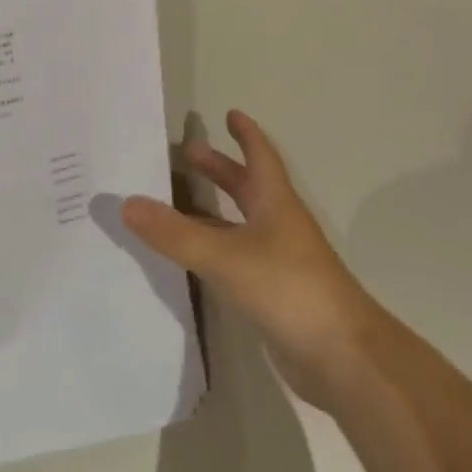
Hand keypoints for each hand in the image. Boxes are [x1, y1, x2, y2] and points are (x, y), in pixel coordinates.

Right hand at [123, 111, 370, 410]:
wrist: (344, 358)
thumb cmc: (289, 289)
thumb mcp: (226, 256)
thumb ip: (176, 233)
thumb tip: (127, 203)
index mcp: (276, 205)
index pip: (261, 158)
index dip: (247, 135)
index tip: (230, 113)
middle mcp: (279, 227)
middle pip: (249, 188)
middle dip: (222, 169)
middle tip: (189, 153)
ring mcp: (279, 262)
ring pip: (241, 224)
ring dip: (214, 209)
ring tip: (177, 203)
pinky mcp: (274, 294)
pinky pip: (236, 258)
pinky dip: (214, 248)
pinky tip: (192, 257)